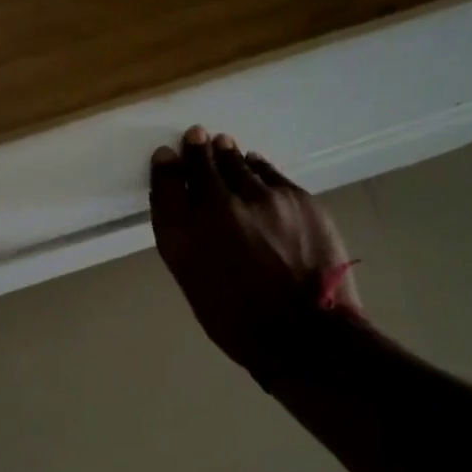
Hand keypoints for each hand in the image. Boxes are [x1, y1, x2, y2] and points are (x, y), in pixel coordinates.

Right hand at [148, 127, 358, 373]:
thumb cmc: (239, 323)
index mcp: (182, 235)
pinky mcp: (294, 196)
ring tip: (222, 144)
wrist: (305, 334)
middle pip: (200, 163)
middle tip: (195, 137)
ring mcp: (258, 197)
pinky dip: (256, 166)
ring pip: (236, 162)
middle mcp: (215, 206)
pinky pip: (268, 172)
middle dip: (196, 149)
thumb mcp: (195, 283)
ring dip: (226, 153)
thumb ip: (187, 242)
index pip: (166, 185)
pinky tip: (253, 163)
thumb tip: (188, 210)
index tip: (168, 156)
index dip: (166, 167)